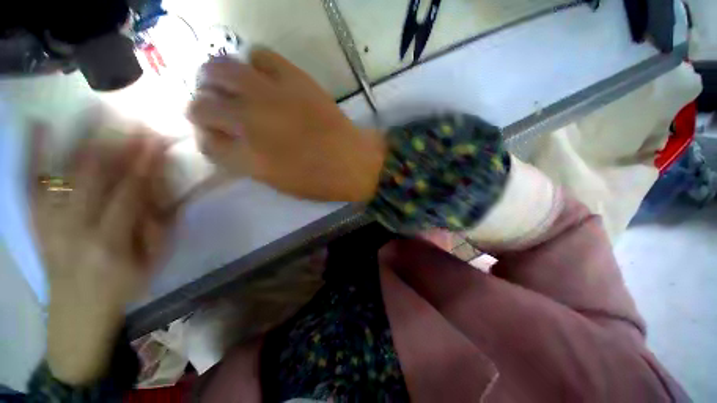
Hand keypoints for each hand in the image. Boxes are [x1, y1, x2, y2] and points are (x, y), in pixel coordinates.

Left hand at [29, 125, 172, 384]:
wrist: (76, 317)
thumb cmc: (123, 290)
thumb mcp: (151, 264)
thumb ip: (158, 225)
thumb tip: (160, 189)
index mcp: (112, 243)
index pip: (130, 191)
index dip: (144, 162)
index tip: (157, 137)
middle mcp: (76, 228)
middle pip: (95, 175)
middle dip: (116, 141)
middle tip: (131, 116)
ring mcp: (50, 223)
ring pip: (62, 171)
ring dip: (79, 137)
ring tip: (93, 108)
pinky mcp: (35, 222)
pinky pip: (30, 184)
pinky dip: (32, 153)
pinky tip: (38, 125)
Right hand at [187, 49, 385, 201]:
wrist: (353, 162)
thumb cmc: (320, 181)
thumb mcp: (277, 182)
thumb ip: (246, 161)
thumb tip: (228, 140)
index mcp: (247, 158)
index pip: (205, 143)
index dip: (208, 139)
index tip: (218, 138)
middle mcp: (249, 123)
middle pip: (200, 105)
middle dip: (203, 109)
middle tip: (219, 110)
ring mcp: (270, 96)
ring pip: (218, 70)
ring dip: (216, 79)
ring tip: (230, 87)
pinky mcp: (294, 78)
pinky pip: (260, 55)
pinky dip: (255, 64)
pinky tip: (263, 77)